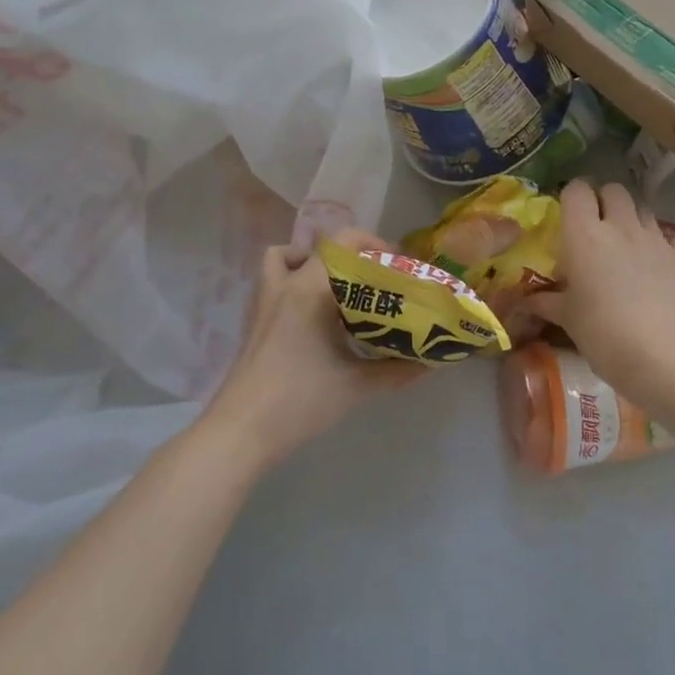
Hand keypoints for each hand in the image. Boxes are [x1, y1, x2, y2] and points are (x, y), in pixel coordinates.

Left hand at [202, 230, 423, 471]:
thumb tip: (433, 363)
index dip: (371, 244)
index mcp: (311, 289)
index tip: (394, 265)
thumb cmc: (300, 401)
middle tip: (371, 278)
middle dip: (348, 255)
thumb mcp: (356, 386)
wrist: (241, 431)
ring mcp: (264, 300)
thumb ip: (397, 371)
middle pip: (317, 247)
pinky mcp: (253, 319)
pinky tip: (311, 312)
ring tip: (336, 286)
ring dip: (310, 261)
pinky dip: (290, 280)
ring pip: (284, 257)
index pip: (342, 243)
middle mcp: (285, 284)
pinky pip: (272, 280)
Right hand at [527, 180, 674, 414]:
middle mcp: (621, 227)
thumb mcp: (567, 319)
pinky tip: (657, 273)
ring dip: (632, 222)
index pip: (577, 190)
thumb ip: (546, 301)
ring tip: (627, 251)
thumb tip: (525, 300)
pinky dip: (660, 249)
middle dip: (605, 202)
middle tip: (598, 229)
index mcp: (585, 235)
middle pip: (614, 190)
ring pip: (643, 211)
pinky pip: (669, 240)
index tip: (570, 215)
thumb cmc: (604, 335)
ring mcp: (657, 239)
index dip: (573, 197)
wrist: (666, 360)